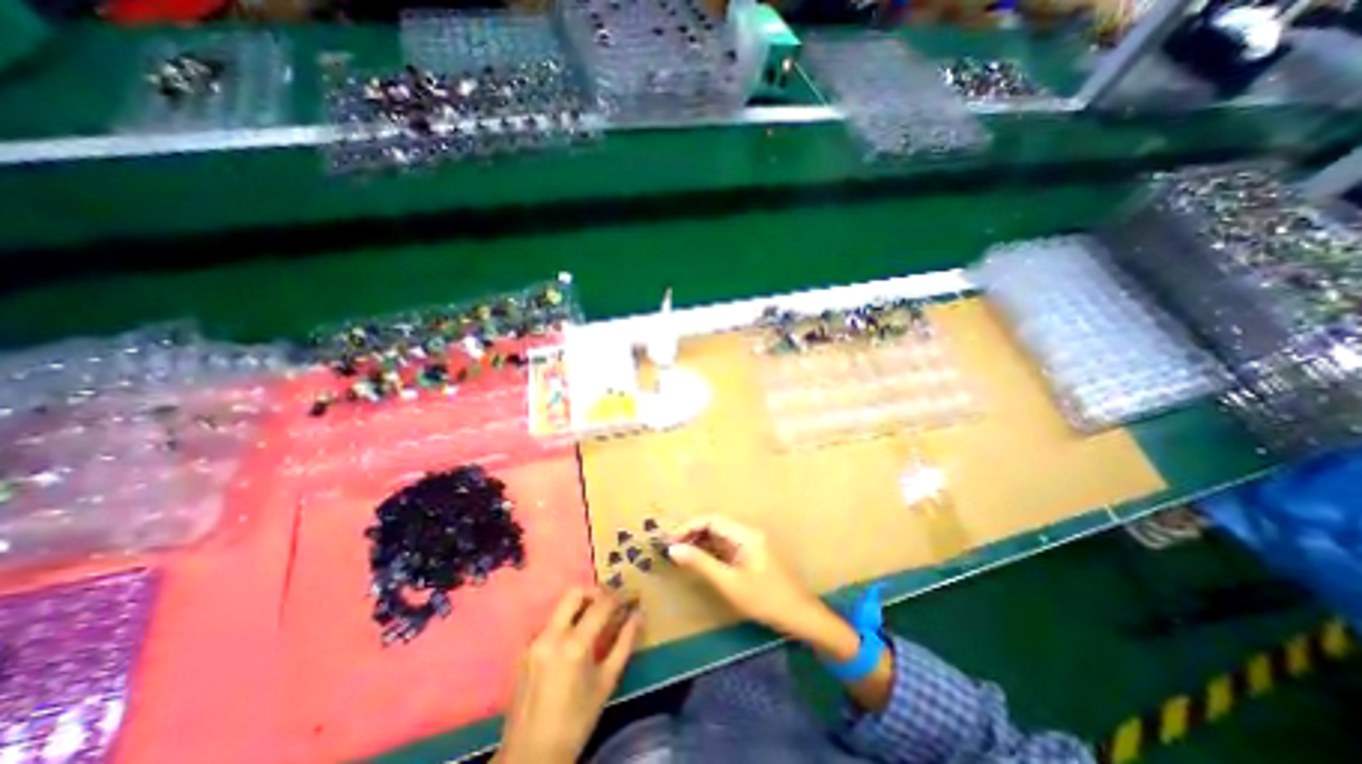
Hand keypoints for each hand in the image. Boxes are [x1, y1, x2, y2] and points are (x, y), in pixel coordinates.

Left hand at [495, 589, 644, 759]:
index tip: (633, 595)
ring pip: (561, 606)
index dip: (621, 596)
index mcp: (575, 645)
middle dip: (597, 593)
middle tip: (612, 605)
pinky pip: (551, 623)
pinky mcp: (526, 649)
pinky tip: (576, 639)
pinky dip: (567, 622)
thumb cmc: (576, 721)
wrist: (531, 756)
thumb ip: (625, 643)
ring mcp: (535, 641)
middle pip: (576, 593)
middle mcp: (552, 635)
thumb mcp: (606, 682)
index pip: (602, 604)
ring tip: (597, 621)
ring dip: (581, 606)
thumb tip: (639, 615)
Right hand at [670, 516, 900, 712]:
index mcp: (746, 534)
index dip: (689, 526)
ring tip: (682, 554)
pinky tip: (701, 561)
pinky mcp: (753, 555)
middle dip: (693, 533)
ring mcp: (752, 544)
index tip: (670, 540)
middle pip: (716, 525)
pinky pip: (728, 547)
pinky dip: (712, 551)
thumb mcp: (729, 583)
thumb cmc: (765, 599)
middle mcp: (749, 533)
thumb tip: (673, 549)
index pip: (712, 520)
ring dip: (701, 542)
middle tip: (672, 547)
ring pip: (721, 536)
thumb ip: (701, 564)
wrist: (800, 617)